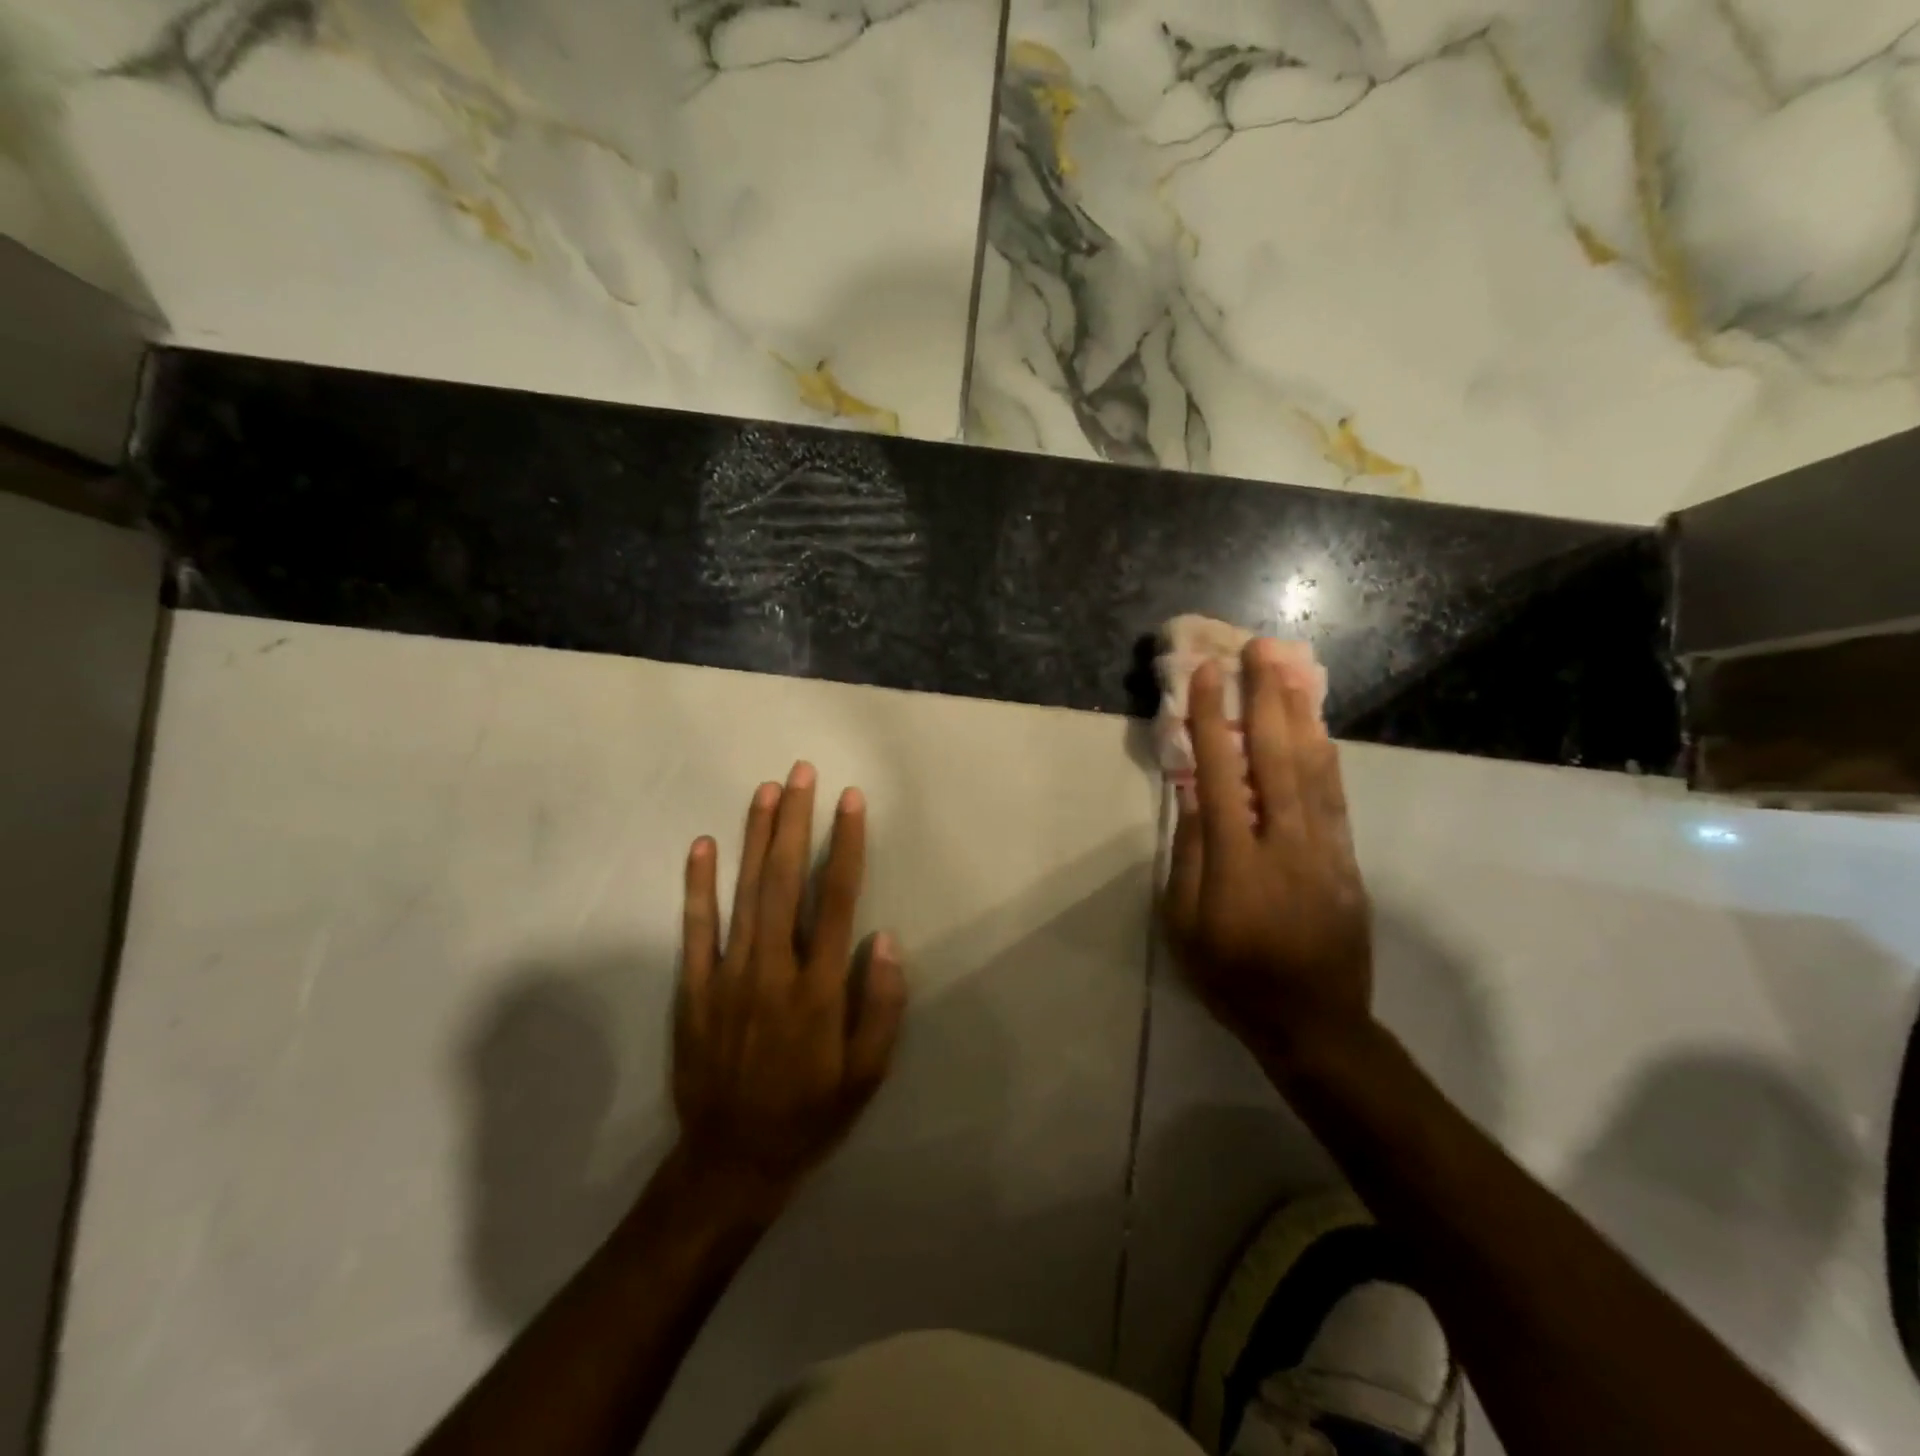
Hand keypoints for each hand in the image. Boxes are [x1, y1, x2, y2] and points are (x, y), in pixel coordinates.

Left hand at [674, 762, 906, 1204]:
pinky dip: (698, 886)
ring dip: (754, 838)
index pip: (836, 898)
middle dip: (794, 821)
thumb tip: (884, 938)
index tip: (849, 800)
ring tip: (765, 791)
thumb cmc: (811, 1113)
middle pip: (785, 880)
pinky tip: (702, 846)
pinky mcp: (694, 989)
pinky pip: (695, 929)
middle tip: (800, 772)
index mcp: (819, 987)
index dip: (845, 844)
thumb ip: (882, 1005)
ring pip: (743, 893)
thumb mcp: (867, 1073)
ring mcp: (728, 976)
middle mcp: (773, 969)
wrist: (732, 1162)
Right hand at [1161, 639, 1372, 1070]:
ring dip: (1302, 715)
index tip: (1207, 677)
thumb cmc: (1231, 977)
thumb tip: (1192, 792)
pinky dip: (1326, 756)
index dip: (1214, 722)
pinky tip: (1318, 728)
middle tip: (1261, 648)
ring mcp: (1324, 850)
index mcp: (1236, 862)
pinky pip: (1334, 798)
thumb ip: (1191, 854)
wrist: (1315, 1024)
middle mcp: (1284, 844)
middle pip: (1277, 758)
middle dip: (1267, 698)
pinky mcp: (1346, 861)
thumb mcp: (1185, 925)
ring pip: (1314, 769)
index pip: (1222, 775)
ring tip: (1293, 669)